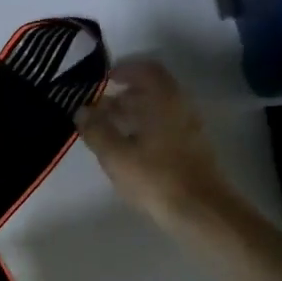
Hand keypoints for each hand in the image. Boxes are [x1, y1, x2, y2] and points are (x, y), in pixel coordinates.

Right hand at [74, 59, 236, 229]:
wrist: (200, 211)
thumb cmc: (156, 177)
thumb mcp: (117, 155)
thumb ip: (96, 130)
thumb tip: (82, 110)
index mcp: (164, 99)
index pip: (146, 69)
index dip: (124, 70)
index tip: (103, 79)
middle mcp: (181, 107)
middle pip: (152, 90)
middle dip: (123, 96)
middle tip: (98, 109)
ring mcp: (189, 129)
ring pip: (158, 111)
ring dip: (133, 115)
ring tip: (108, 131)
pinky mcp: (192, 150)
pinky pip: (164, 128)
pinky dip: (145, 130)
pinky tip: (129, 150)